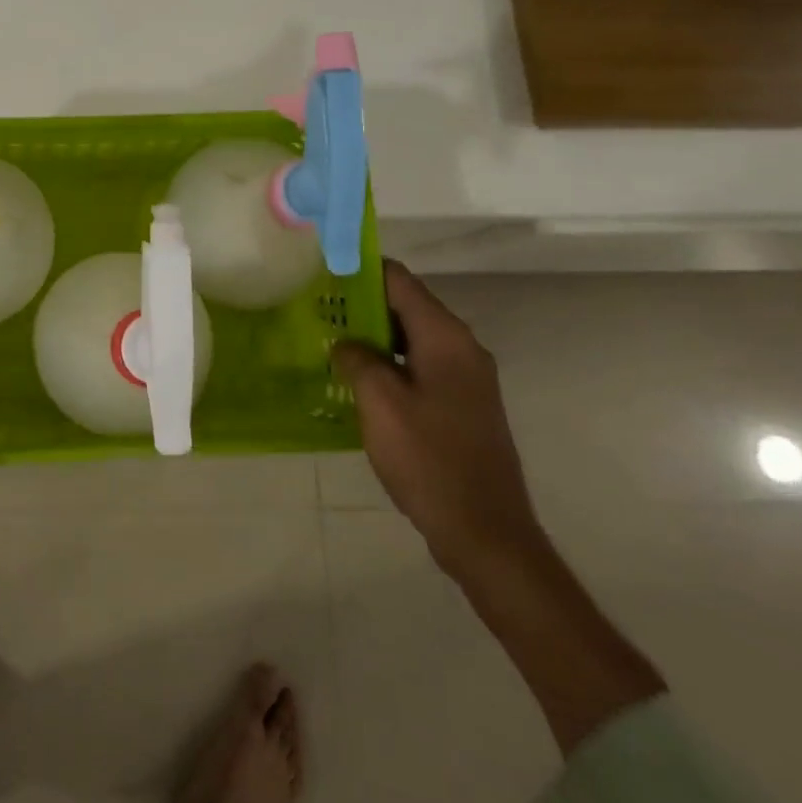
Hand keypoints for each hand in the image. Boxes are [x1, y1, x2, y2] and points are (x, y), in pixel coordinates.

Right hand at [334, 261, 543, 581]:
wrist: (485, 532)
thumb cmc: (429, 459)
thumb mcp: (380, 403)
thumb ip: (358, 360)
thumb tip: (346, 343)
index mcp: (446, 339)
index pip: (400, 281)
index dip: (361, 270)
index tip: (322, 271)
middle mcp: (462, 349)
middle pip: (407, 307)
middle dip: (362, 304)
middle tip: (316, 309)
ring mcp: (466, 379)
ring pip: (411, 339)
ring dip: (373, 336)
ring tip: (328, 341)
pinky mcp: (462, 406)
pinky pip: (419, 366)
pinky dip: (389, 363)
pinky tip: (357, 380)